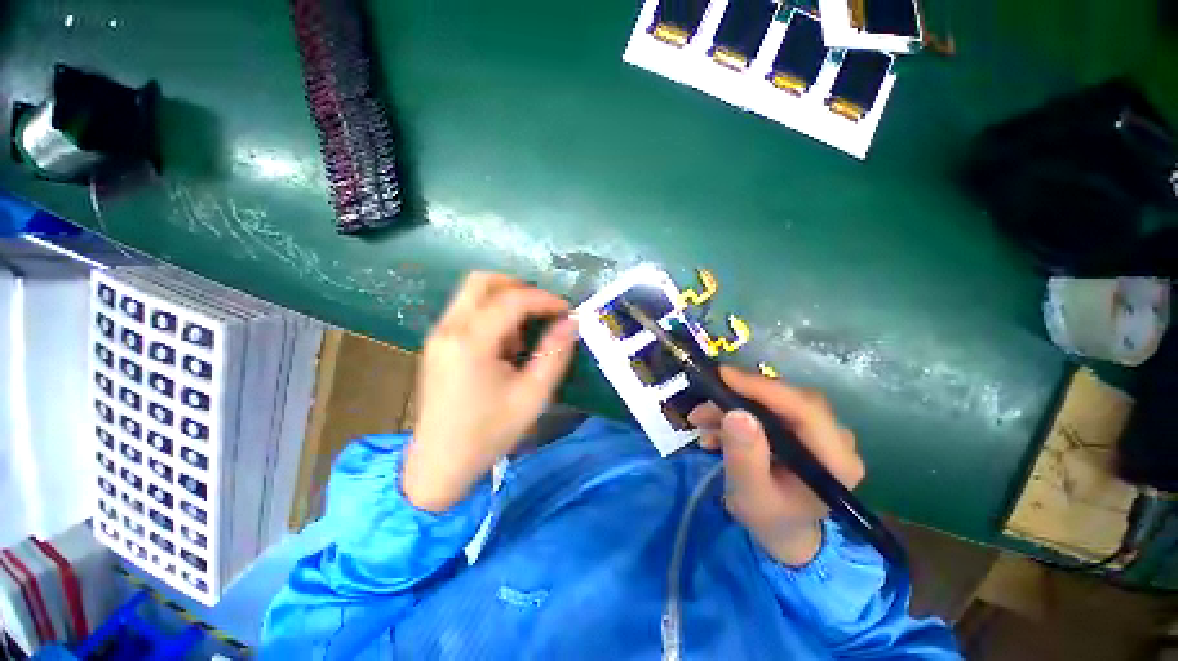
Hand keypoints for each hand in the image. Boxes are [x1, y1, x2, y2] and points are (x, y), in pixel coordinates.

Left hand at [402, 272, 578, 512]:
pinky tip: (504, 346)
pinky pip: (467, 311)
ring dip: (505, 302)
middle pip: (482, 281)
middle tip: (543, 310)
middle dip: (519, 287)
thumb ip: (555, 353)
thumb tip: (571, 322)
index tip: (566, 311)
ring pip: (473, 293)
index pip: (512, 299)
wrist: (439, 465)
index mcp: (471, 342)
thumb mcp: (532, 396)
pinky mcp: (437, 343)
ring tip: (523, 336)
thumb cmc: (489, 433)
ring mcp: (439, 334)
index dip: (544, 299)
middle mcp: (449, 329)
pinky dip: (491, 315)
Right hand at [688, 367, 864, 565]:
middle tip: (705, 403)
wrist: (783, 530)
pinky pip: (769, 409)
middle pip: (788, 400)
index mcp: (836, 462)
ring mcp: (821, 432)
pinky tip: (714, 429)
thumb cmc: (770, 519)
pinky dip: (737, 413)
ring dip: (733, 406)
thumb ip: (745, 457)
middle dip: (740, 398)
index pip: (806, 410)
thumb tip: (737, 413)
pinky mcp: (803, 428)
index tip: (724, 376)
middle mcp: (837, 440)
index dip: (764, 388)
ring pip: (774, 402)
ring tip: (700, 420)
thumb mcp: (750, 494)